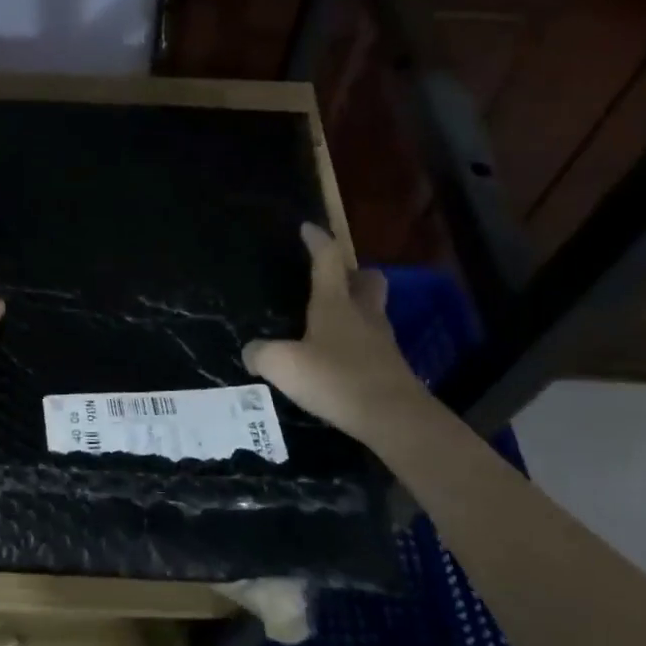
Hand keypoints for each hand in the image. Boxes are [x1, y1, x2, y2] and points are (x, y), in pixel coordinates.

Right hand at [243, 224, 425, 438]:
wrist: (393, 417)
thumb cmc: (335, 379)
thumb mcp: (283, 365)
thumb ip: (261, 354)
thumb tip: (252, 352)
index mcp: (335, 303)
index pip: (328, 260)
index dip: (317, 241)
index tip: (308, 228)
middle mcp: (363, 314)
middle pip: (367, 280)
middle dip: (352, 273)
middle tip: (332, 280)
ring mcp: (381, 341)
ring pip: (372, 311)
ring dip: (356, 309)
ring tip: (329, 323)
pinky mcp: (390, 367)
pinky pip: (372, 342)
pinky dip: (356, 343)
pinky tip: (338, 359)